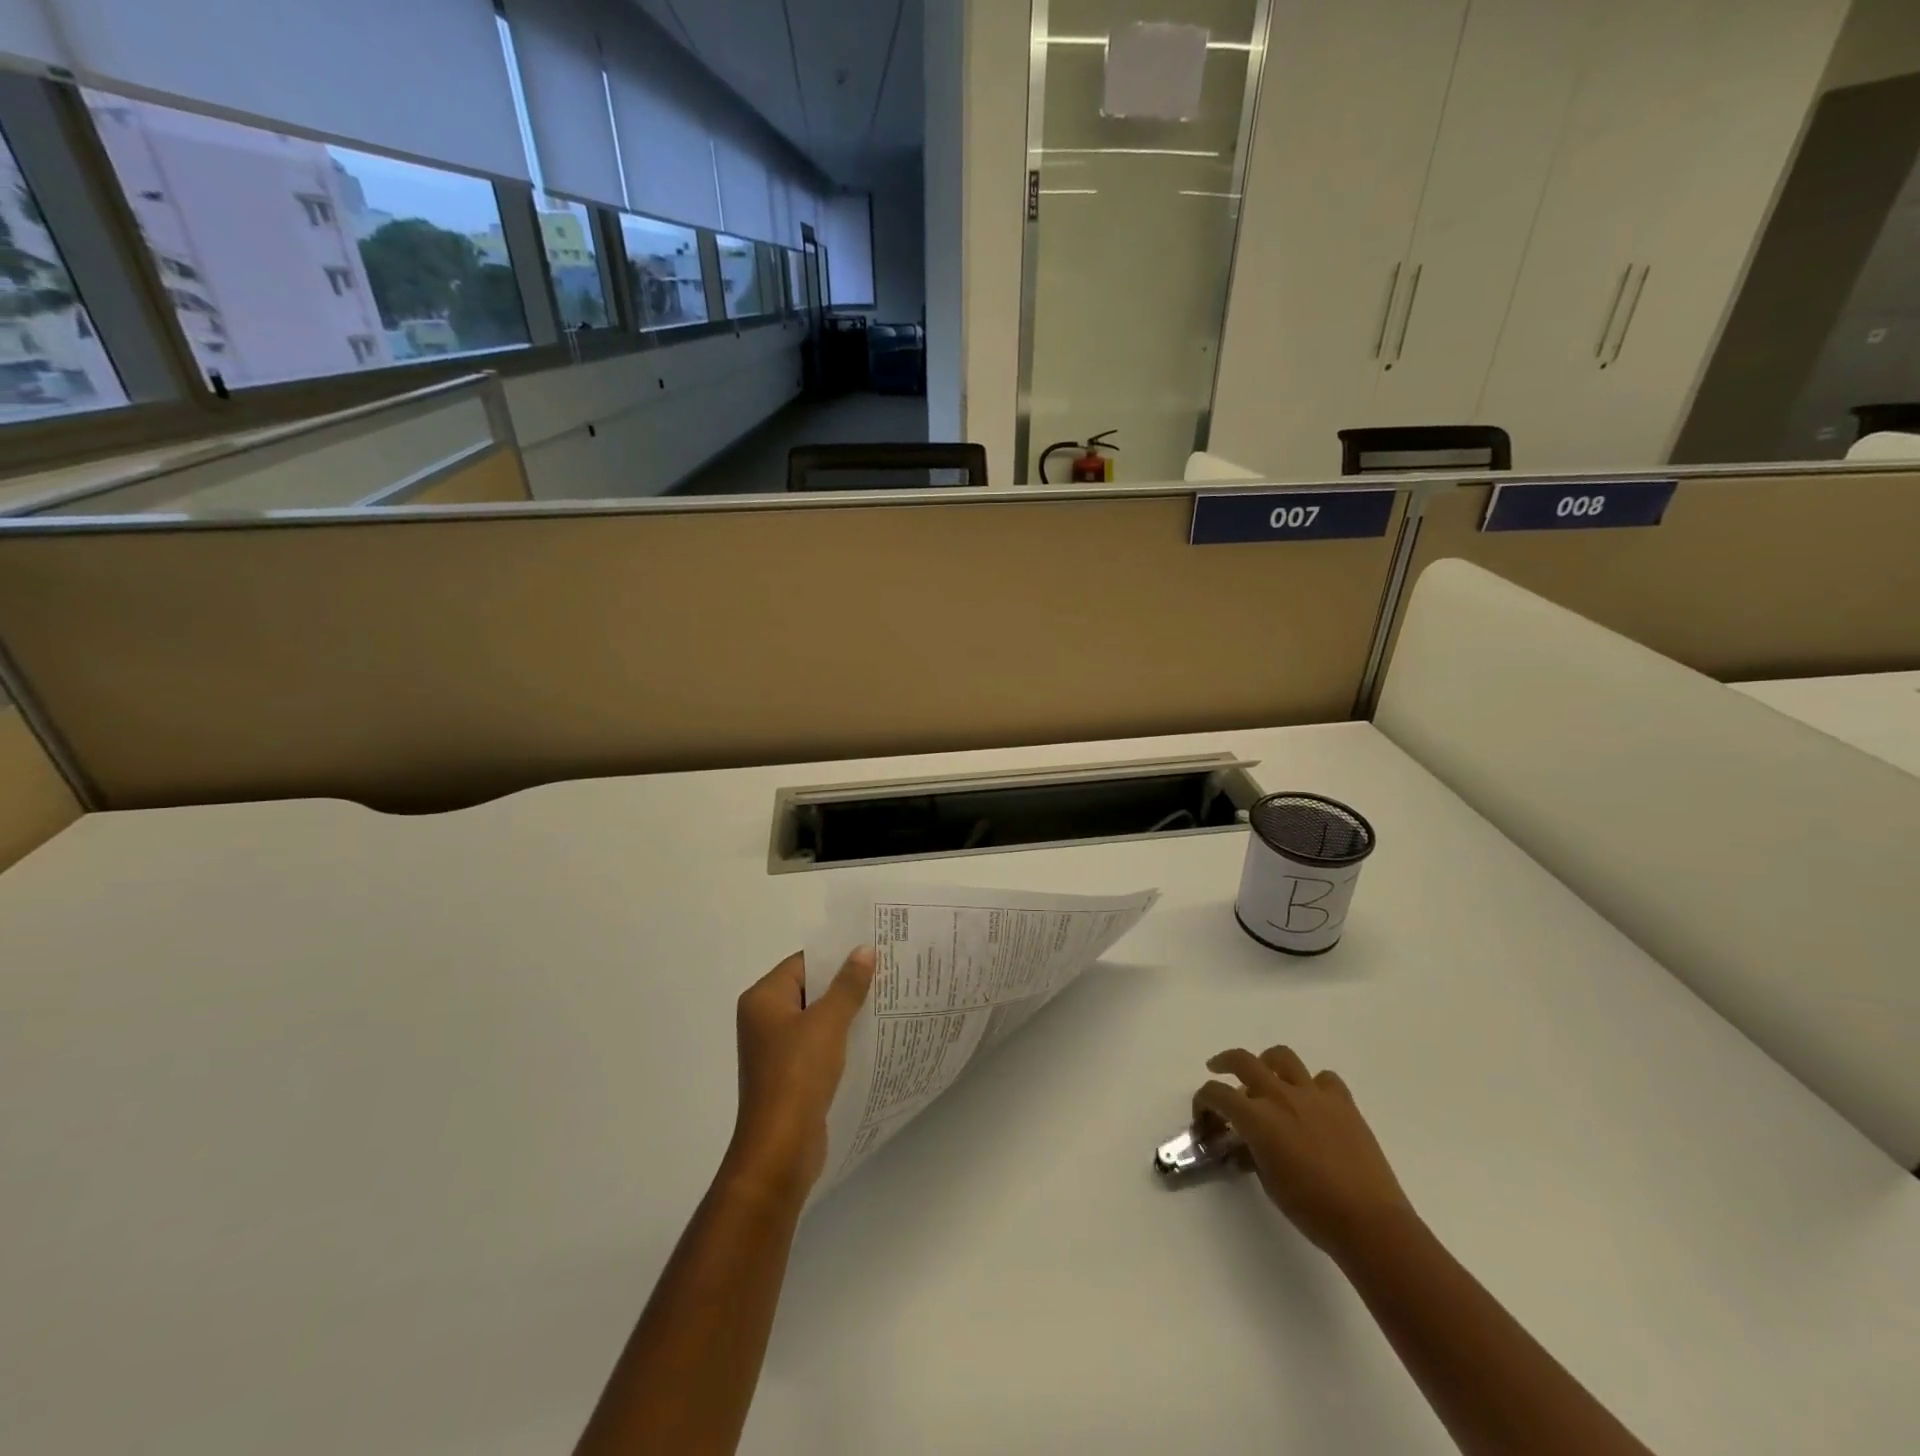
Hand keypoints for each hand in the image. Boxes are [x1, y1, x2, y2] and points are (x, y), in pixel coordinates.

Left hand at [726, 948, 875, 1197]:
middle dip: (844, 983)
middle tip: (885, 973)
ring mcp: (774, 1049)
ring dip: (845, 1012)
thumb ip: (847, 985)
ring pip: (815, 1018)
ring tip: (884, 1002)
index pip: (803, 963)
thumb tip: (863, 950)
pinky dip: (839, 1039)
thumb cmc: (798, 1075)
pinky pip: (817, 1044)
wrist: (780, 1149)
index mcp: (763, 999)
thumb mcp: (828, 1023)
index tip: (871, 952)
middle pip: (809, 989)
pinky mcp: (788, 1075)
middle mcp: (763, 1019)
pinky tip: (869, 1037)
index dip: (836, 956)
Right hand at [1195, 1045, 1414, 1260]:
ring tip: (1266, 1075)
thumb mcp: (1269, 1182)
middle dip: (1224, 1062)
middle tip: (1217, 1069)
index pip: (1217, 1094)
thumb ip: (1252, 1151)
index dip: (1203, 1100)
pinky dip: (1312, 1084)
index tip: (1203, 1113)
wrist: (1370, 1223)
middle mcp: (1281, 1096)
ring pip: (1282, 1057)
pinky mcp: (1343, 1102)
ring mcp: (1314, 1094)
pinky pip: (1323, 1079)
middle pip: (1242, 1061)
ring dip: (1267, 1062)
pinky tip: (1312, 1101)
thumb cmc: (1312, 1210)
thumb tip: (1246, 1140)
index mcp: (1258, 1118)